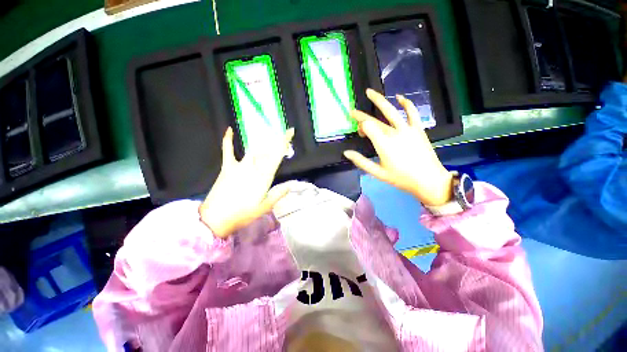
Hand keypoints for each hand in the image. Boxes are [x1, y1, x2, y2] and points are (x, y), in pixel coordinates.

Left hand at [199, 127, 293, 237]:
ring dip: (261, 140)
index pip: (277, 155)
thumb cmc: (243, 214)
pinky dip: (228, 140)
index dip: (284, 142)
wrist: (216, 218)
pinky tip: (229, 130)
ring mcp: (239, 166)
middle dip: (276, 140)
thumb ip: (278, 194)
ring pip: (253, 148)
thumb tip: (291, 185)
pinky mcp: (227, 167)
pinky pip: (228, 150)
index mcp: (264, 176)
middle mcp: (254, 167)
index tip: (290, 132)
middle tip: (282, 135)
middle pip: (267, 149)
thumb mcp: (265, 207)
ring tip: (268, 132)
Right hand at [343, 89, 452, 205]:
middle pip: (375, 119)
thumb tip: (346, 153)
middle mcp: (394, 132)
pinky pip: (412, 112)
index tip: (360, 134)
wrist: (428, 180)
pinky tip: (400, 97)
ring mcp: (407, 129)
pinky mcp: (418, 129)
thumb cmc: (400, 178)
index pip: (367, 126)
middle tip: (352, 112)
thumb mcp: (377, 173)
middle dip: (362, 115)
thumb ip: (361, 161)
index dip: (360, 127)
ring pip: (391, 110)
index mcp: (383, 143)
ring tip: (370, 92)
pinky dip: (406, 103)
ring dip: (379, 100)